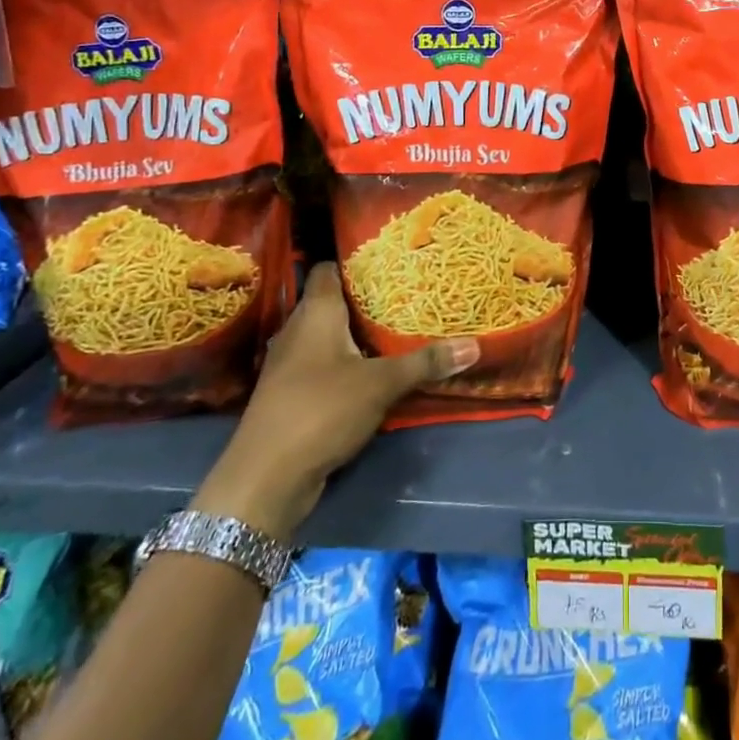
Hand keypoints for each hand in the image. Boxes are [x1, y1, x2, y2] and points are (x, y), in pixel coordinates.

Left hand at [192, 263, 477, 539]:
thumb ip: (425, 363)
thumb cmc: (321, 410)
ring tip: (395, 327)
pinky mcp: (290, 395)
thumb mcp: (381, 384)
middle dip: (364, 298)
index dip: (354, 260)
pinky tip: (372, 370)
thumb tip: (474, 345)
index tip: (387, 259)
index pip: (328, 269)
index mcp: (315, 313)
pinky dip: (345, 363)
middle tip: (405, 292)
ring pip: (326, 336)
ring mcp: (289, 365)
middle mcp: (297, 331)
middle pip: (330, 302)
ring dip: (355, 334)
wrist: (264, 480)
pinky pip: (322, 365)